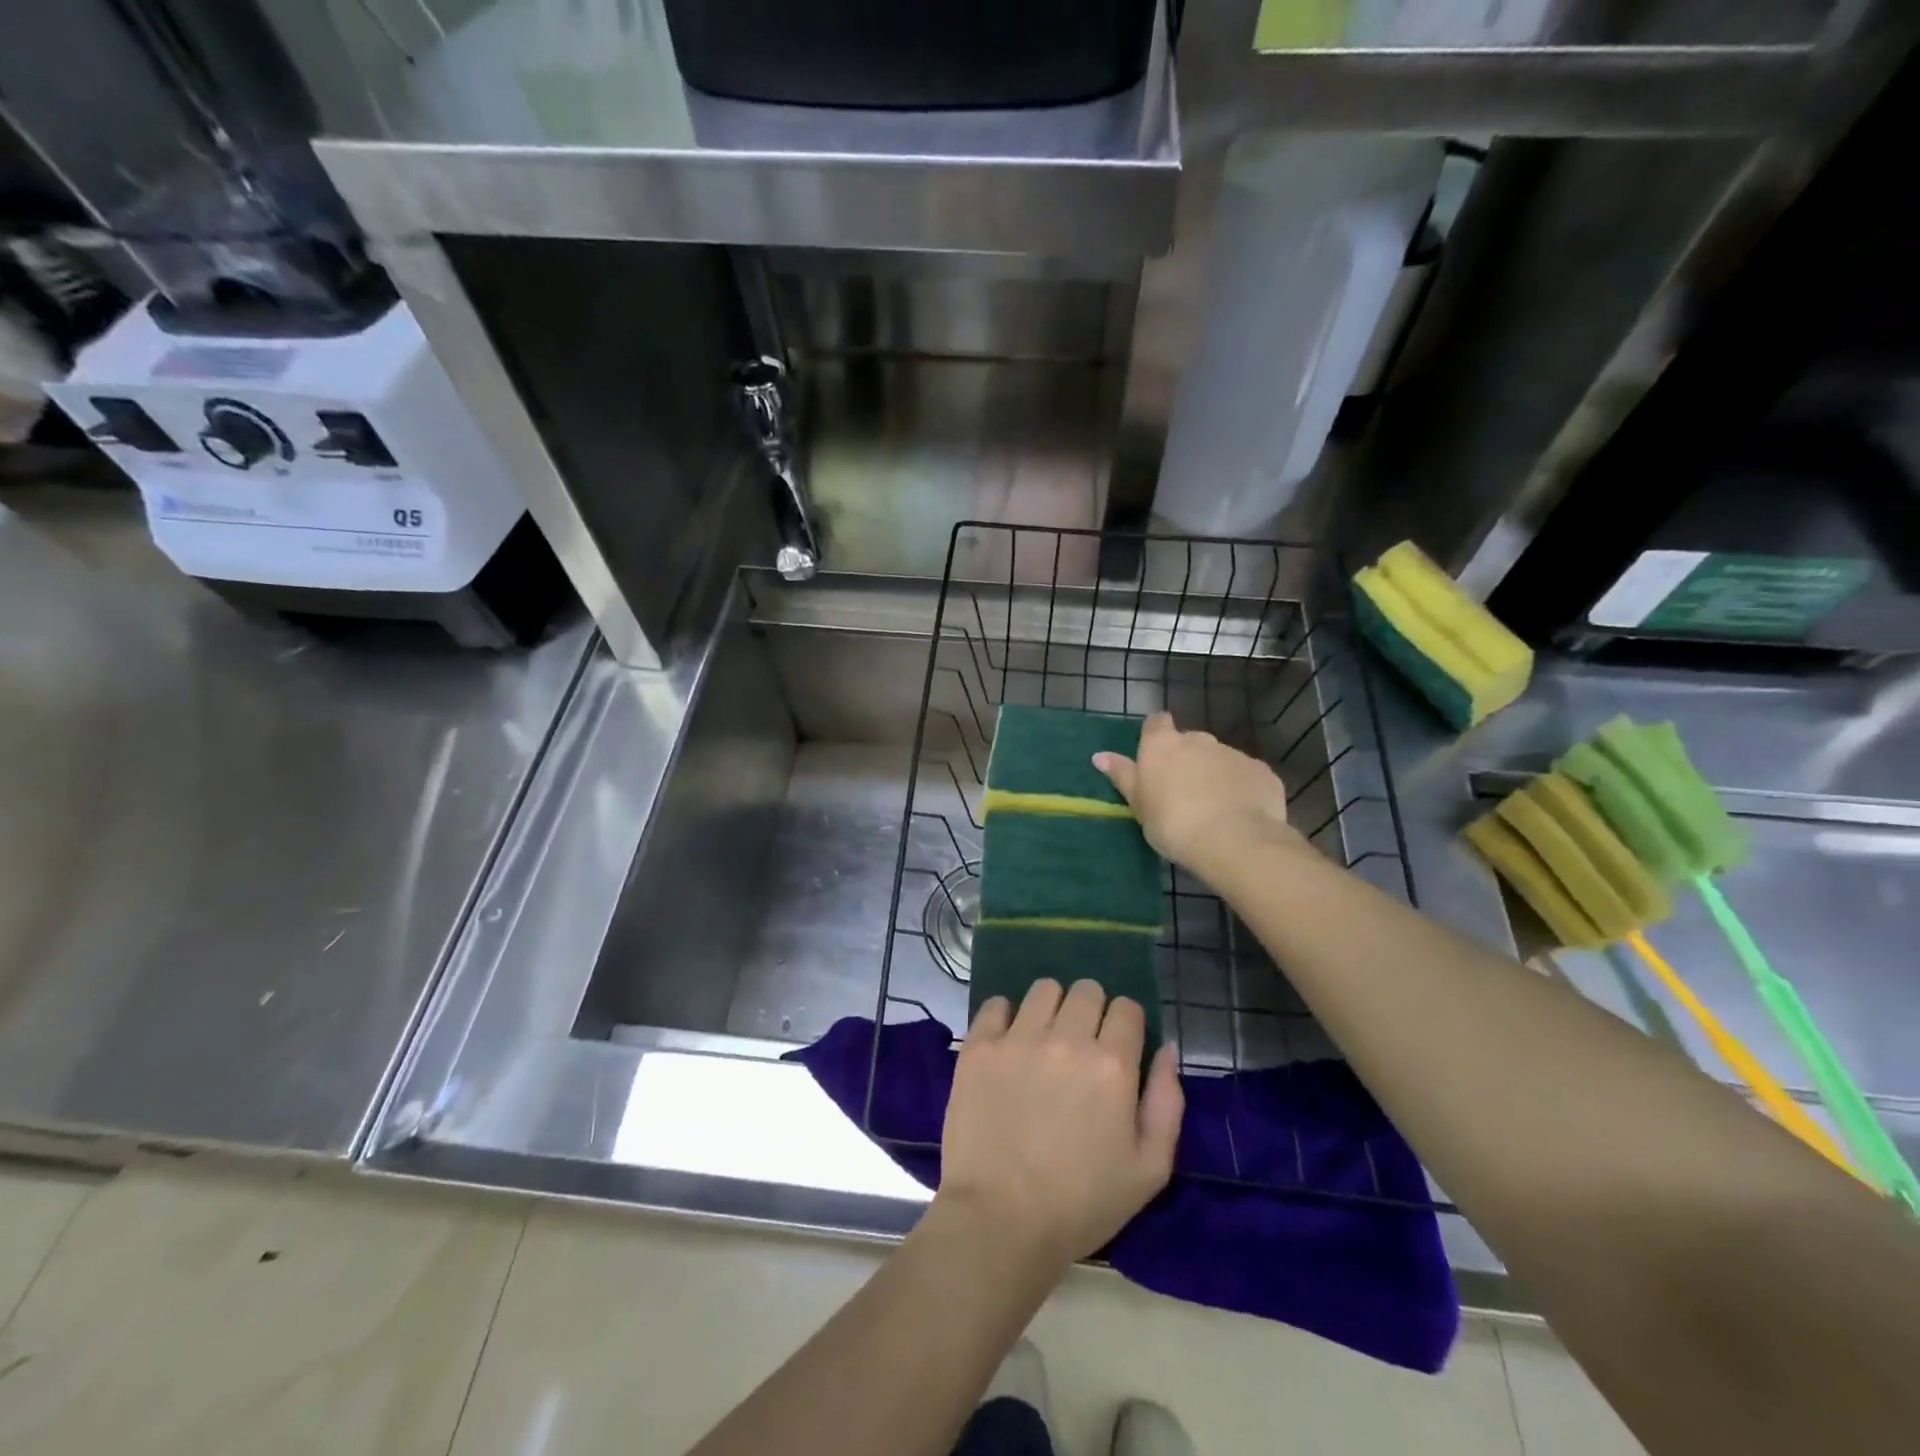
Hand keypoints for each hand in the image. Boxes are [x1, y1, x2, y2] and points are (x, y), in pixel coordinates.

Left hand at [938, 979, 1182, 1271]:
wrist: (1000, 1221)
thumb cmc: (1082, 1203)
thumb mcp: (1149, 1169)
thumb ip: (1167, 1102)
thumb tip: (1165, 1048)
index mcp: (1112, 1065)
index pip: (1127, 1008)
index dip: (1126, 1024)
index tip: (1118, 1047)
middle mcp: (1066, 1039)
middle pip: (1087, 989)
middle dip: (1091, 1011)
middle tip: (1081, 1046)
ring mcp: (1018, 1038)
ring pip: (1044, 989)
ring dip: (1051, 1008)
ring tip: (1044, 1040)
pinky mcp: (979, 1047)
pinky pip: (996, 1004)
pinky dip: (1005, 1017)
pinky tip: (1008, 1045)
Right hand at [1093, 710, 1298, 877]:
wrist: (1233, 840)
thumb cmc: (1172, 823)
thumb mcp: (1138, 804)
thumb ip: (1122, 776)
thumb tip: (1099, 755)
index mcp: (1163, 745)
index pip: (1156, 722)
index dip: (1156, 735)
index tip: (1155, 757)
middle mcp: (1198, 740)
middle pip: (1190, 741)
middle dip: (1187, 759)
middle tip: (1182, 793)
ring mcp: (1233, 753)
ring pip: (1219, 759)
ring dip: (1214, 775)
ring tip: (1213, 809)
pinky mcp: (1261, 771)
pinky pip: (1246, 775)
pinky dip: (1241, 788)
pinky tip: (1240, 814)